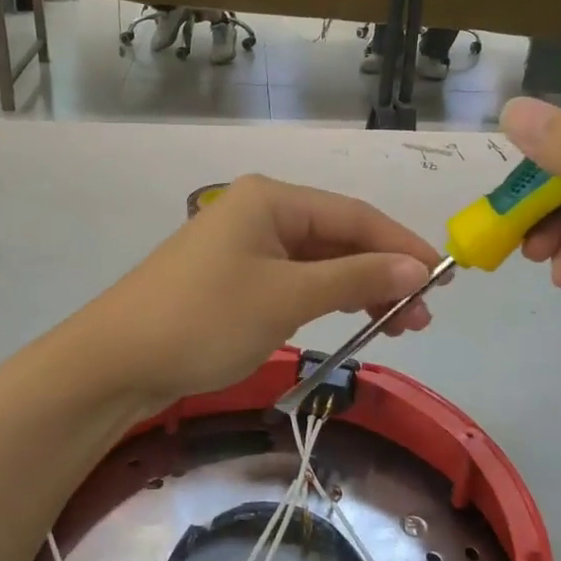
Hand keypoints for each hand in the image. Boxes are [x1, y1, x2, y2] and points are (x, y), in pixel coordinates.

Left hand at [83, 175, 440, 409]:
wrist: (115, 362)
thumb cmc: (205, 319)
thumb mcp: (287, 298)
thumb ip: (356, 279)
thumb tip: (418, 268)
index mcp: (272, 199)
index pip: (355, 215)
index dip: (402, 246)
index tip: (444, 279)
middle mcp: (261, 211)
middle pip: (339, 236)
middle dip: (383, 272)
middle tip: (420, 317)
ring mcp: (245, 245)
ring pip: (319, 261)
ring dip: (358, 289)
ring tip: (397, 326)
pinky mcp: (235, 277)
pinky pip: (295, 280)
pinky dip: (326, 298)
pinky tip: (350, 319)